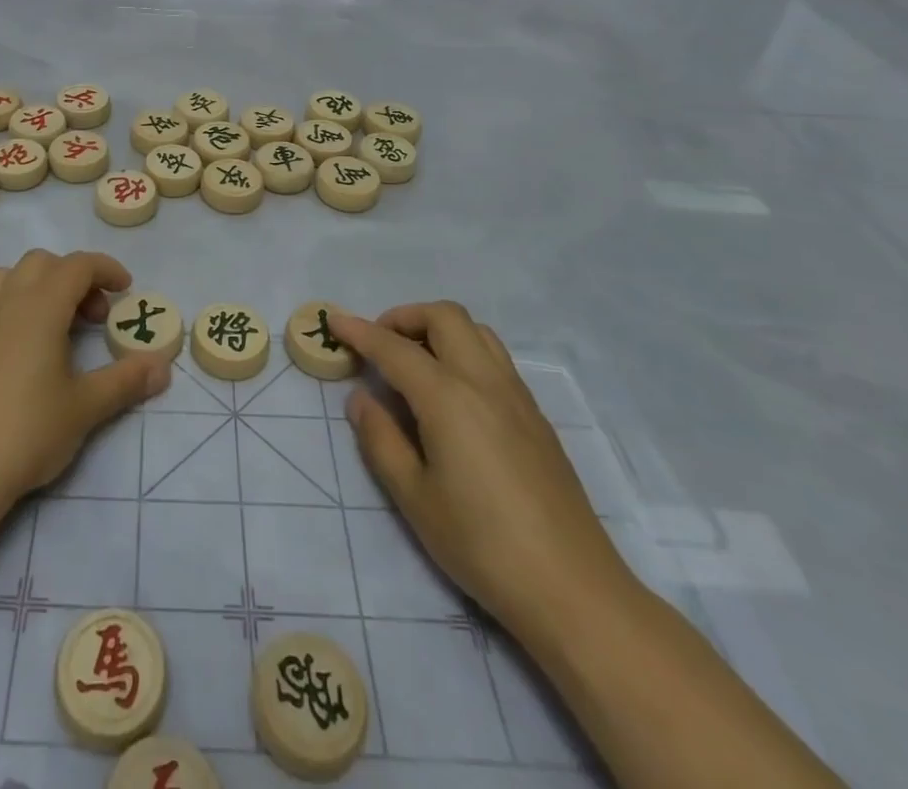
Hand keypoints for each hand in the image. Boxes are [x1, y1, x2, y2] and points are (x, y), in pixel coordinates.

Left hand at [0, 250, 171, 516]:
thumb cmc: (29, 431)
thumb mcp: (86, 407)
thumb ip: (126, 380)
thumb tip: (163, 366)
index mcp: (41, 306)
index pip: (78, 265)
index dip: (106, 269)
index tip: (125, 291)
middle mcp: (6, 302)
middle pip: (42, 263)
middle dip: (73, 278)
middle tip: (92, 318)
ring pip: (5, 276)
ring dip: (34, 286)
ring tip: (50, 323)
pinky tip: (5, 338)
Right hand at [332, 303, 633, 635]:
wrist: (573, 590)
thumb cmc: (482, 545)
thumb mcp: (414, 498)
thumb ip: (381, 439)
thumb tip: (362, 399)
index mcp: (448, 398)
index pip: (394, 348)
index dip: (360, 331)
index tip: (334, 320)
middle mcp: (484, 382)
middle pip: (444, 316)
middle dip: (405, 317)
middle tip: (379, 344)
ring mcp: (517, 396)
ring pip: (476, 331)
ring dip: (438, 329)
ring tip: (415, 363)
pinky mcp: (536, 416)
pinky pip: (494, 358)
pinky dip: (464, 351)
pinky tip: (451, 394)